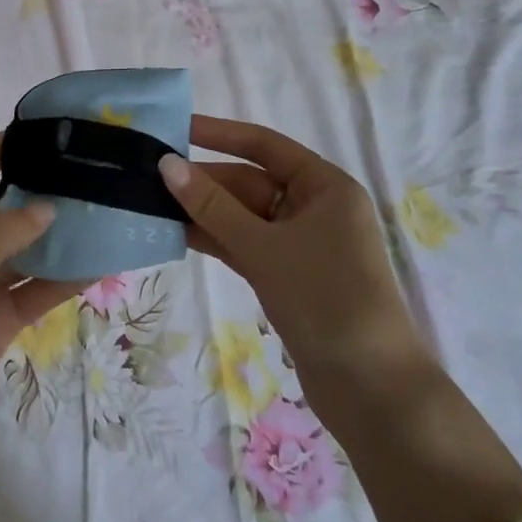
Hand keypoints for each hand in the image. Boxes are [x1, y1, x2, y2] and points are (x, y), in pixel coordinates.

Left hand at [0, 135, 76, 521]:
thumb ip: (0, 236)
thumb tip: (47, 207)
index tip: (38, 133)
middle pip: (0, 211)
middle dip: (37, 193)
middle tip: (86, 174)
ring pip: (23, 254)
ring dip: (56, 239)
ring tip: (102, 215)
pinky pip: (32, 294)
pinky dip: (60, 281)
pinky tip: (97, 268)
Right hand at [158, 115, 427, 388]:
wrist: (372, 391)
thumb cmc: (324, 299)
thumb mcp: (263, 247)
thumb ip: (211, 206)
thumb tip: (166, 164)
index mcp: (324, 186)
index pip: (264, 145)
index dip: (218, 134)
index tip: (174, 129)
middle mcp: (314, 207)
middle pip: (249, 182)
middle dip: (203, 181)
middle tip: (148, 176)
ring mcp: (300, 244)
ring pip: (243, 216)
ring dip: (203, 212)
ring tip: (151, 204)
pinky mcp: (287, 276)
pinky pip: (244, 245)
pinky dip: (215, 239)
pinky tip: (175, 235)